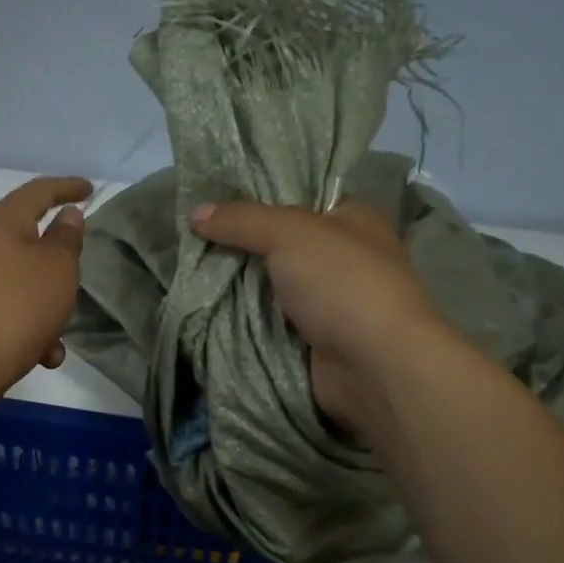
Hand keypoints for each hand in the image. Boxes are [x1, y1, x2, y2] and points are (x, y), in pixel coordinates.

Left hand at [0, 176, 91, 396]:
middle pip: (30, 238)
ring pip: (26, 282)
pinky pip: (14, 312)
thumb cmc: (17, 305)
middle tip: (79, 267)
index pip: (39, 190)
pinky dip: (34, 329)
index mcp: (2, 221)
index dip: (67, 187)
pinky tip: (44, 355)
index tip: (90, 190)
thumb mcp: (57, 267)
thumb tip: (66, 215)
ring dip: (50, 305)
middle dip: (59, 259)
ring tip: (60, 332)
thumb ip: (67, 238)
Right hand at [189, 197, 439, 433]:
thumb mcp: (289, 233)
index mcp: (351, 218)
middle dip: (237, 245)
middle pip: (277, 244)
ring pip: (268, 285)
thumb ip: (242, 219)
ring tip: (187, 274)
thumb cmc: (342, 283)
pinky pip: (268, 322)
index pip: (298, 197)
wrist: (375, 366)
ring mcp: (327, 302)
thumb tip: (195, 212)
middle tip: (191, 240)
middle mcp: (341, 257)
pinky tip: (205, 310)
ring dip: (235, 286)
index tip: (211, 202)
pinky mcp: (312, 339)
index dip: (256, 197)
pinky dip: (242, 320)